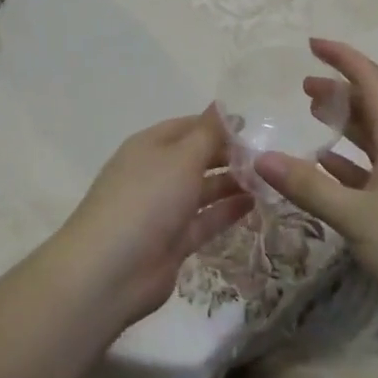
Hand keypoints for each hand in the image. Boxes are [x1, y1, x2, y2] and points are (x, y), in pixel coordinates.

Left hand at [52, 111, 253, 327]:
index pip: (188, 126)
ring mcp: (163, 209)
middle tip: (266, 156)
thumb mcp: (181, 158)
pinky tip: (254, 204)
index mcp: (150, 146)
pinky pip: (204, 220)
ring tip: (267, 180)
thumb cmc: (146, 200)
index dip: (218, 125)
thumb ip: (208, 133)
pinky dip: (226, 211)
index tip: (252, 127)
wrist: (110, 271)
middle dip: (228, 154)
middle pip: (196, 157)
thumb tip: (223, 105)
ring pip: (202, 189)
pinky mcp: (173, 242)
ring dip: (231, 182)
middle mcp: (156, 173)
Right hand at [253, 39, 377, 335]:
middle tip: (303, 88)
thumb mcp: (355, 217)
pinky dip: (351, 164)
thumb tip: (260, 157)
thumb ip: (307, 186)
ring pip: (375, 140)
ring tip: (313, 119)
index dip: (342, 57)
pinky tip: (330, 171)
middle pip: (373, 108)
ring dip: (345, 127)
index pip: (371, 81)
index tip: (311, 44)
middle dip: (339, 92)